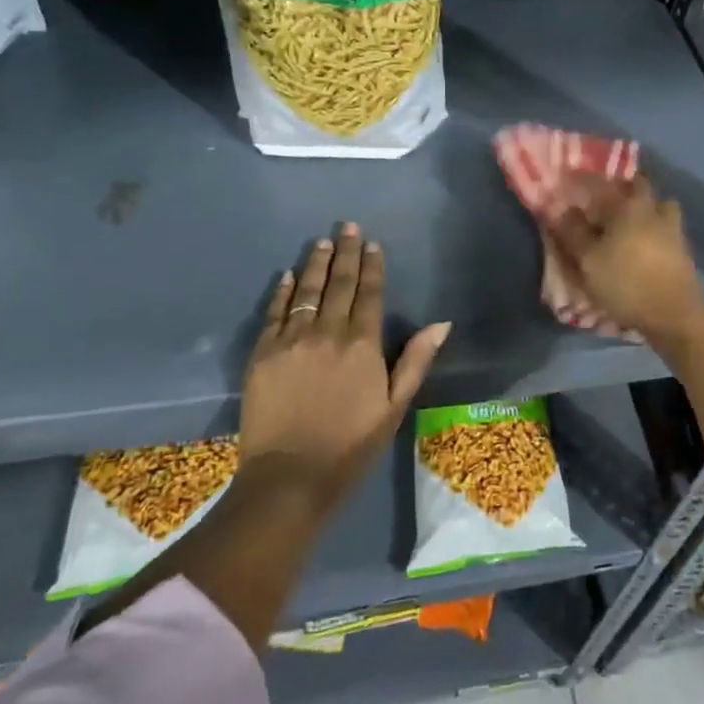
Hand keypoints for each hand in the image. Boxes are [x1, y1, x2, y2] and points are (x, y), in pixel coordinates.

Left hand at [241, 224, 449, 503]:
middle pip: (338, 283)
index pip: (368, 293)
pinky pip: (274, 313)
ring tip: (321, 241)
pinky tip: (287, 276)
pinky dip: (283, 291)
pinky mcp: (262, 353)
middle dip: (345, 252)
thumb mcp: (394, 407)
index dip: (371, 266)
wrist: (290, 477)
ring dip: (315, 264)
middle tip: (347, 226)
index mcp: (362, 344)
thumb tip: (441, 324)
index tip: (372, 244)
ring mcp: (291, 340)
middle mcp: (327, 332)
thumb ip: (415, 360)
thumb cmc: (351, 445)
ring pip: (306, 291)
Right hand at [551, 177, 703, 343]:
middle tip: (605, 203)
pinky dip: (654, 231)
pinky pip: (666, 230)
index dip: (588, 179)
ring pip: (658, 209)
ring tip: (628, 225)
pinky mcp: (683, 251)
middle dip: (623, 190)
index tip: (574, 181)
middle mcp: (654, 209)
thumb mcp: (588, 259)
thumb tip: (560, 208)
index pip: (606, 181)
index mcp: (630, 205)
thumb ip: (573, 232)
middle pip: (640, 188)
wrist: (673, 314)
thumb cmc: (625, 281)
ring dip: (645, 211)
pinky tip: (643, 245)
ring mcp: (674, 229)